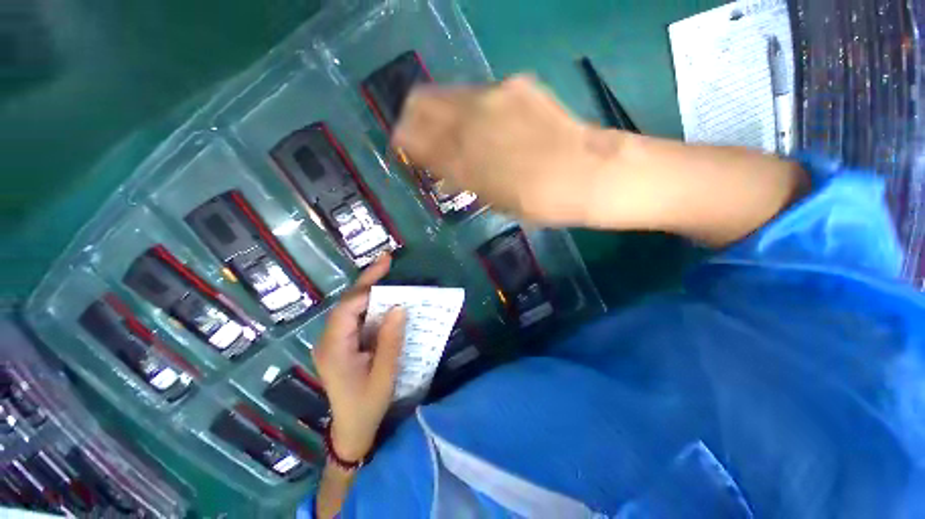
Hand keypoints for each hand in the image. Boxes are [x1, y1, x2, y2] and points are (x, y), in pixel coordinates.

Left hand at [312, 255, 405, 460]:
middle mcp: (329, 339)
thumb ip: (390, 341)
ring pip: (352, 307)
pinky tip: (385, 297)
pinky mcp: (343, 343)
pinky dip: (371, 303)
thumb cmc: (367, 405)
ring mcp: (335, 341)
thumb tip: (399, 307)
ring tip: (387, 271)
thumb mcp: (384, 375)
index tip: (386, 269)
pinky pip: (357, 317)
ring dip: (370, 289)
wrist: (351, 430)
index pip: (347, 308)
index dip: (367, 287)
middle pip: (348, 302)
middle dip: (368, 280)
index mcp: (334, 348)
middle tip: (387, 260)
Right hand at [392, 75, 611, 225]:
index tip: (401, 146)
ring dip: (441, 112)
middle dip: (413, 118)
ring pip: (450, 95)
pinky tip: (483, 125)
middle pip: (423, 102)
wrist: (586, 174)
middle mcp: (471, 118)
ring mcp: (495, 96)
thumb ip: (458, 174)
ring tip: (451, 133)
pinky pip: (480, 94)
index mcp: (463, 157)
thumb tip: (435, 161)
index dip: (403, 140)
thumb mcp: (490, 197)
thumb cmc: (536, 200)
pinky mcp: (517, 86)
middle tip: (418, 135)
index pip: (414, 136)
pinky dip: (470, 109)